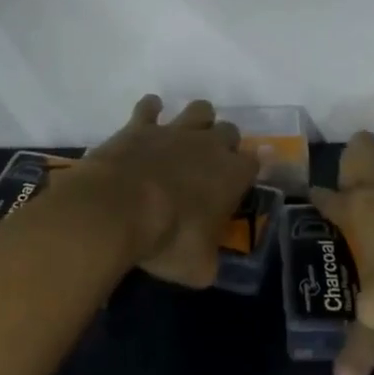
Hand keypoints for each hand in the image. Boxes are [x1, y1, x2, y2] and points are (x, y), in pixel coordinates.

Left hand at [63, 95, 258, 288]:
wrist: (118, 208)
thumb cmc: (167, 239)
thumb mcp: (198, 267)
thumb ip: (209, 260)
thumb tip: (207, 265)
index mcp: (232, 175)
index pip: (255, 163)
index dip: (249, 171)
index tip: (239, 184)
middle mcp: (209, 145)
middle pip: (230, 130)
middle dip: (224, 143)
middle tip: (210, 165)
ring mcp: (174, 131)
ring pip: (200, 109)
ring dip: (197, 120)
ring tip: (186, 136)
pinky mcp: (141, 126)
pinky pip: (150, 106)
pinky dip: (151, 110)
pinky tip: (148, 118)